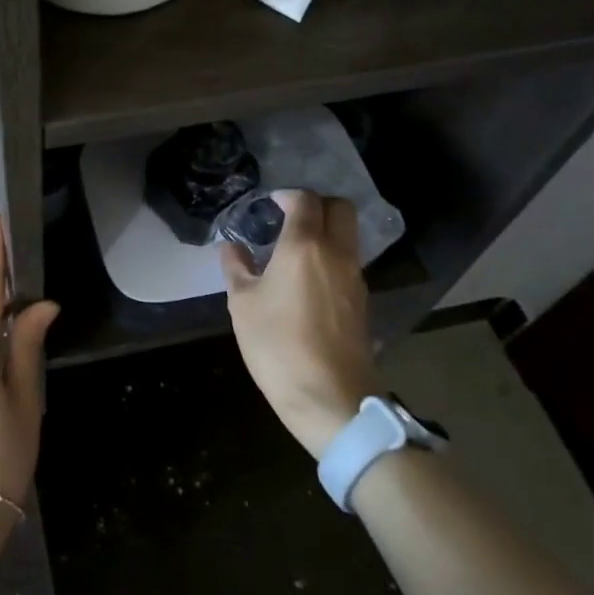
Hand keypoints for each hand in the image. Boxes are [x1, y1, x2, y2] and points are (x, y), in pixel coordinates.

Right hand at [220, 189, 379, 457]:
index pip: (305, 200)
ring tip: (293, 250)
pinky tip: (307, 279)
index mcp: (305, 246)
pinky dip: (331, 257)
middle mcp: (337, 253)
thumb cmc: (278, 346)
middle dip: (316, 205)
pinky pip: (348, 262)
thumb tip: (232, 247)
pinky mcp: (361, 301)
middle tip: (288, 219)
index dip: (287, 196)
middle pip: (340, 208)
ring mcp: (355, 277)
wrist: (331, 398)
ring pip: (348, 235)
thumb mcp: (242, 305)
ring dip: (325, 231)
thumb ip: (237, 268)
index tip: (269, 205)